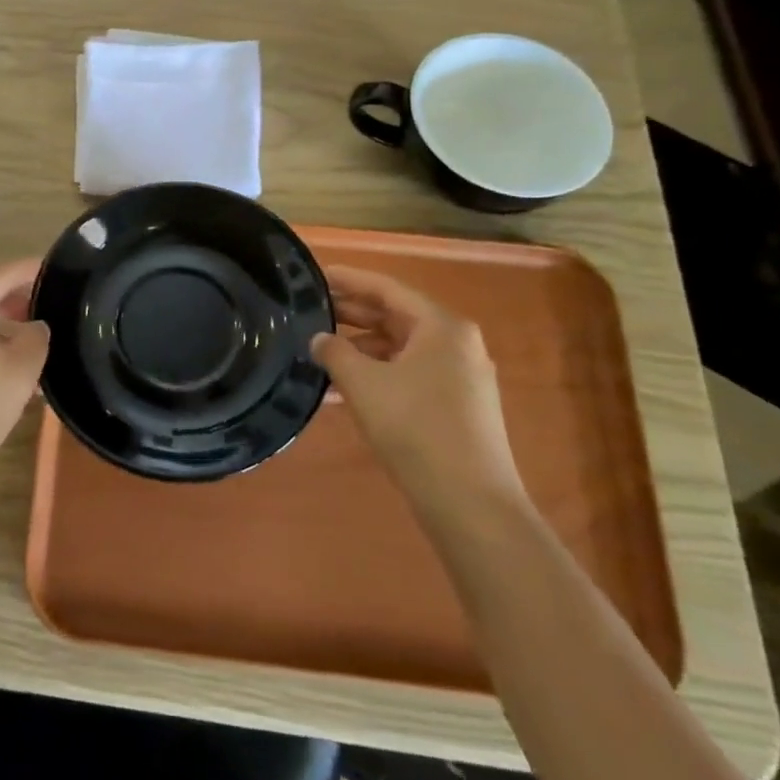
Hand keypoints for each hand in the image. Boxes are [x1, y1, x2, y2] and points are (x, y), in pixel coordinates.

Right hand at [312, 265, 523, 509]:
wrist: (471, 504)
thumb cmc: (415, 428)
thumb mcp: (363, 383)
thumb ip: (334, 352)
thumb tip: (319, 339)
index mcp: (441, 326)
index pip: (387, 288)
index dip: (348, 280)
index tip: (315, 275)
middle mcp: (456, 343)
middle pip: (395, 317)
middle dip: (350, 315)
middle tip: (308, 312)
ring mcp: (459, 377)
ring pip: (399, 349)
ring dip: (359, 351)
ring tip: (317, 355)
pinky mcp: (456, 407)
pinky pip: (407, 376)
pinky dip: (375, 376)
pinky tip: (340, 393)